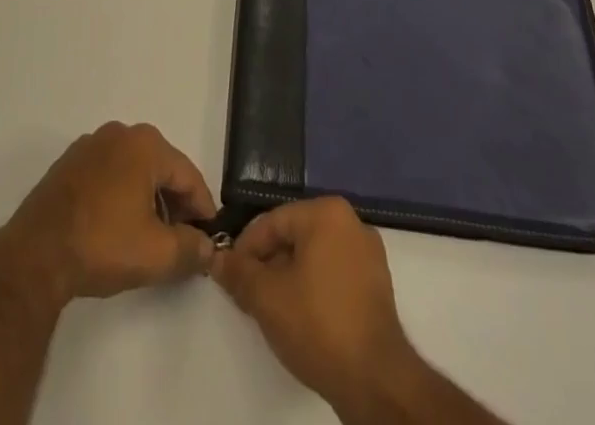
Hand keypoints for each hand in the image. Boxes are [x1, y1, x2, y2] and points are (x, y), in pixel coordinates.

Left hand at [0, 122, 217, 306]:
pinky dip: (121, 195)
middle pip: (161, 168)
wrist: (35, 254)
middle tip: (181, 240)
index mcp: (146, 144)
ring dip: (148, 199)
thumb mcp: (157, 254)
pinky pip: (109, 173)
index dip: (203, 209)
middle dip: (175, 203)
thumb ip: (192, 249)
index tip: (209, 239)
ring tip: (150, 237)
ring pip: (134, 170)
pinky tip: (117, 227)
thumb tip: (209, 248)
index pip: (188, 175)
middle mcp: (120, 133)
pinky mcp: (69, 163)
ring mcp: (91, 145)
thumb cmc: (102, 244)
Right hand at [211, 197, 420, 416]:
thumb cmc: (318, 325)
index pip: (273, 222)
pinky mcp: (377, 285)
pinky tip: (300, 316)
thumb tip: (217, 258)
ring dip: (288, 277)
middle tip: (247, 294)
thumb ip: (238, 273)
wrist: (376, 381)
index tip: (229, 275)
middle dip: (268, 263)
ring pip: (314, 256)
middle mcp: (351, 222)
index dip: (245, 249)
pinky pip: (334, 273)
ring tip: (270, 308)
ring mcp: (368, 254)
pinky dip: (313, 287)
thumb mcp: (267, 298)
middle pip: (295, 236)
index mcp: (327, 212)